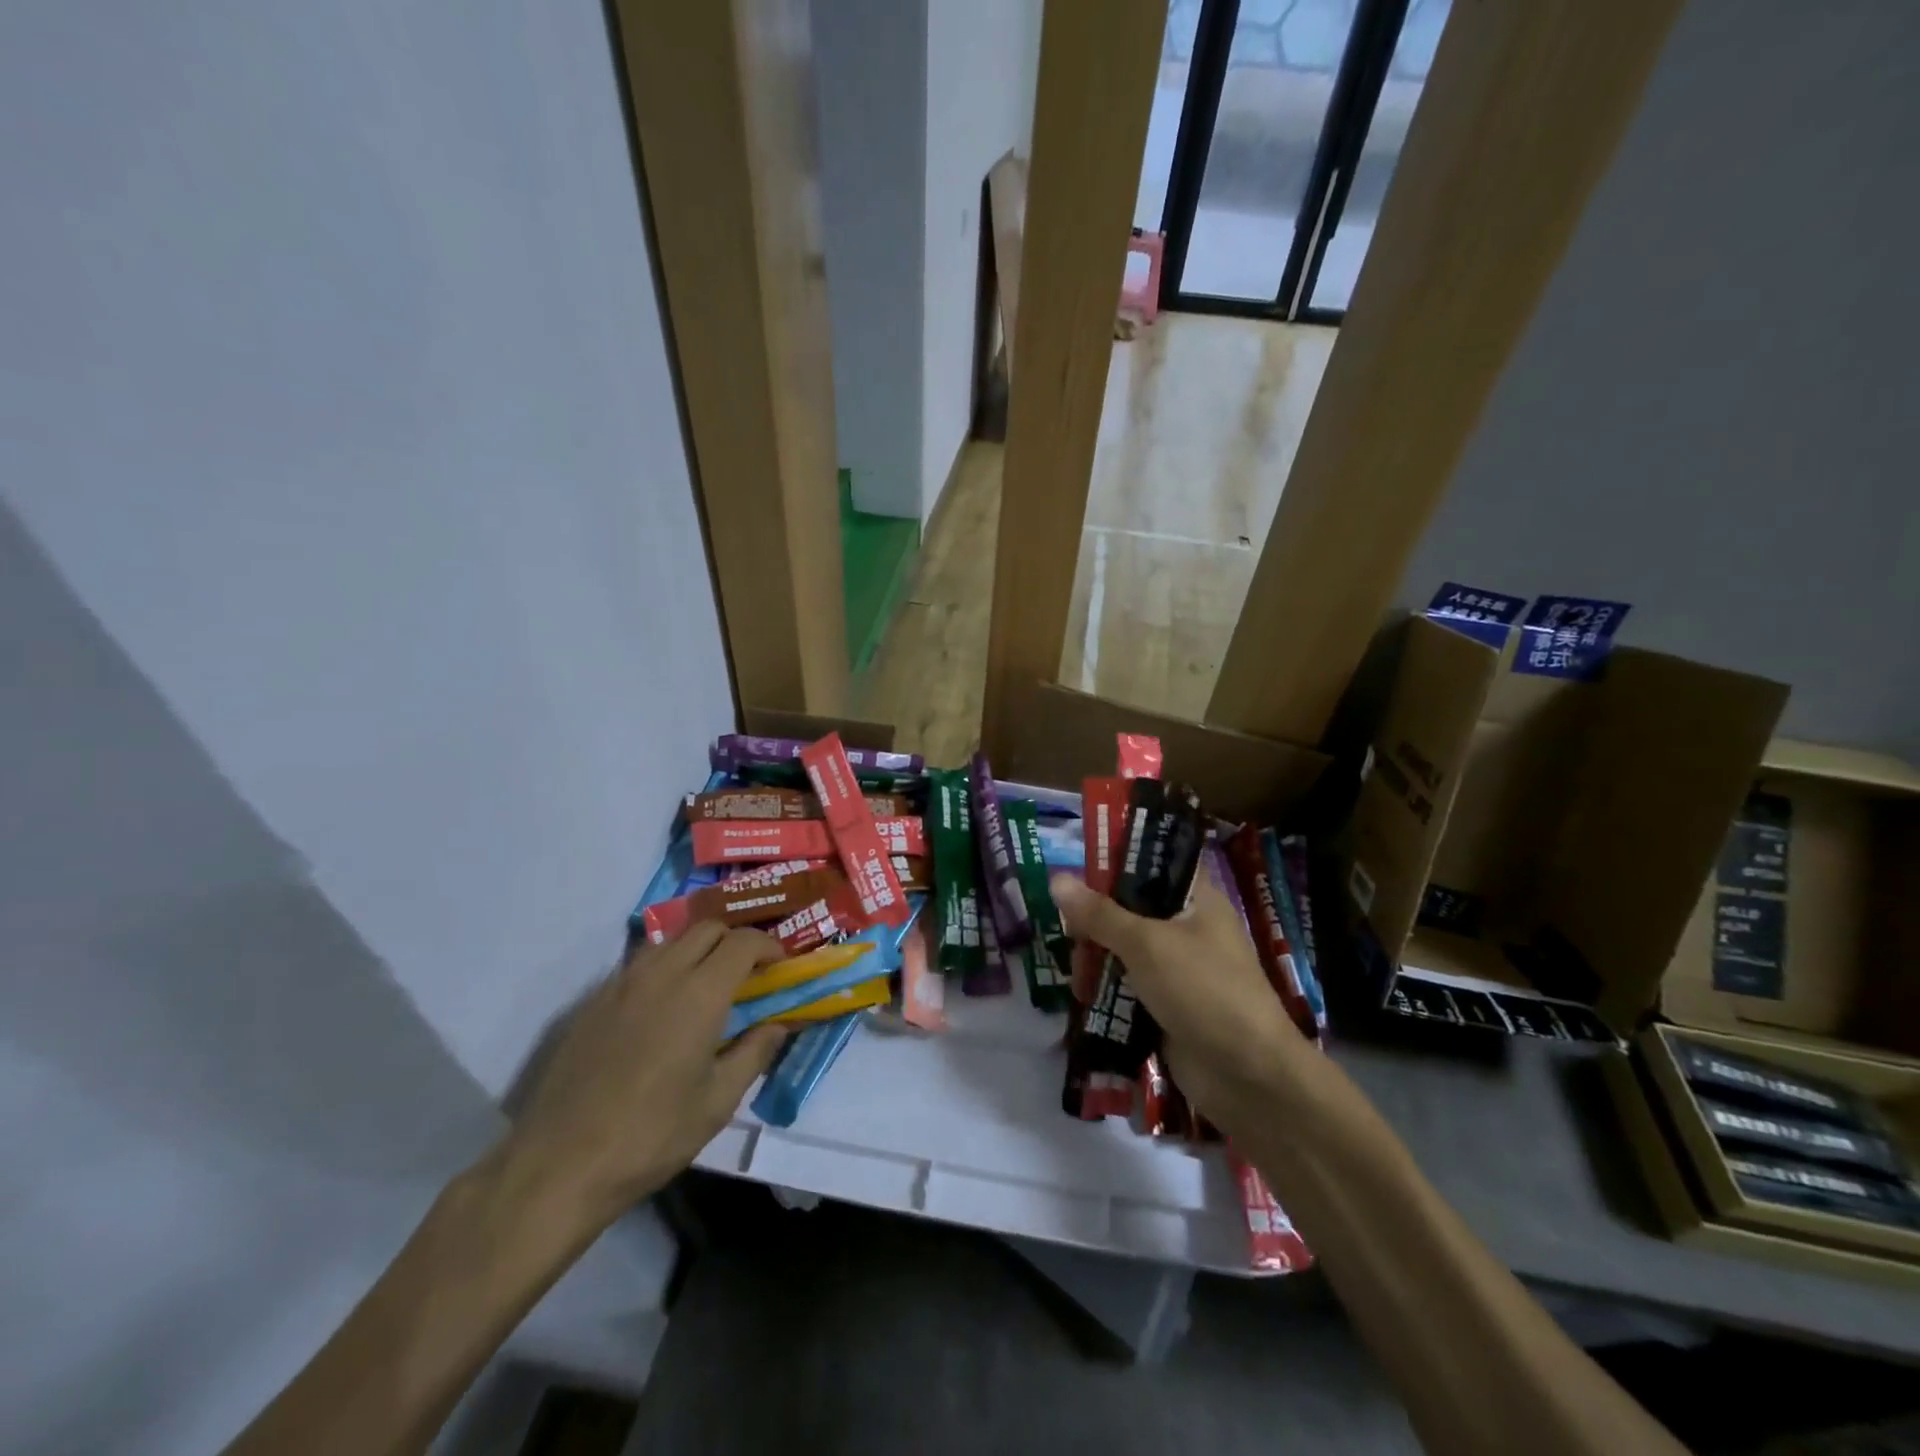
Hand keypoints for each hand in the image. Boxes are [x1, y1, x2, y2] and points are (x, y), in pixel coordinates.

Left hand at [501, 924, 789, 1228]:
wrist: (559, 1165)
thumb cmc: (652, 1135)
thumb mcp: (718, 1101)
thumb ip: (755, 1053)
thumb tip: (778, 1024)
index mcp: (700, 993)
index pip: (743, 942)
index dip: (768, 946)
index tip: (779, 965)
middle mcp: (662, 974)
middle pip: (707, 928)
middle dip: (735, 940)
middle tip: (748, 972)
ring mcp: (622, 984)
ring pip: (670, 940)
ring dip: (697, 948)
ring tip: (707, 983)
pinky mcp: (593, 1002)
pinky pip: (639, 964)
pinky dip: (664, 967)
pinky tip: (663, 1007)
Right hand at [1050, 874, 1306, 1121]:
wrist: (1249, 1077)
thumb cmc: (1202, 990)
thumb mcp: (1146, 944)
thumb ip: (1099, 914)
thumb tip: (1057, 879)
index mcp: (1196, 900)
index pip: (1153, 866)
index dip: (1115, 865)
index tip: (1076, 876)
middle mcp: (1189, 929)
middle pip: (1130, 910)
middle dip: (1096, 923)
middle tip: (1071, 938)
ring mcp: (1180, 970)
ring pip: (1126, 951)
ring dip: (1098, 961)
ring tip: (1077, 979)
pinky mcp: (1169, 1006)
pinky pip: (1129, 988)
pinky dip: (1107, 991)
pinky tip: (1085, 999)